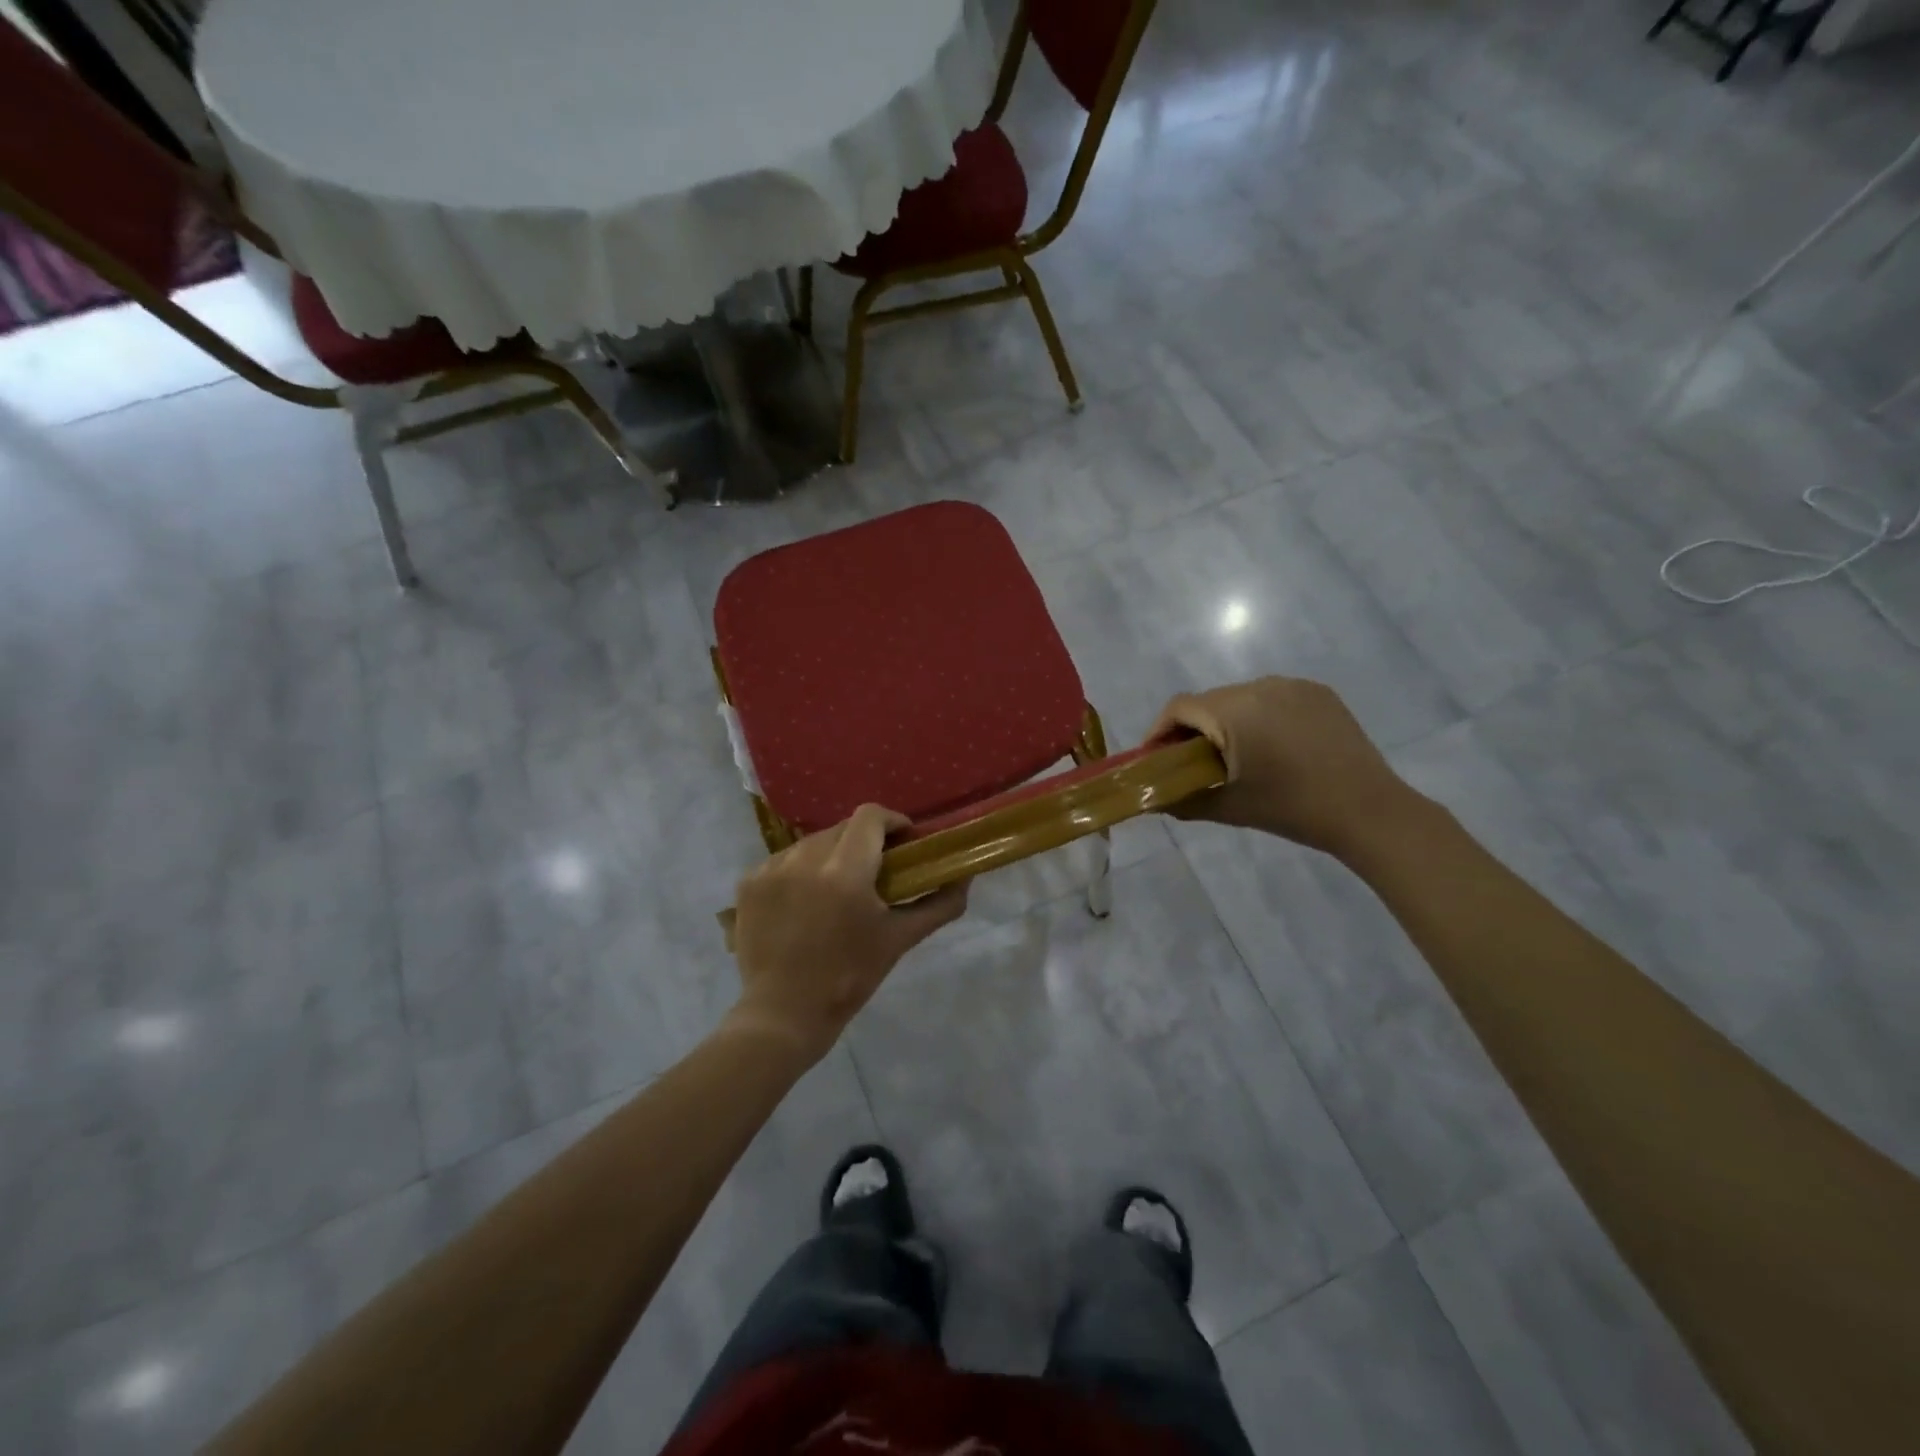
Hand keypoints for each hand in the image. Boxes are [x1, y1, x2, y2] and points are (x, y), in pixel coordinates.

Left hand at [727, 804, 967, 1064]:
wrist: (783, 1015)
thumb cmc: (849, 978)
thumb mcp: (899, 940)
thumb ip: (939, 905)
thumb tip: (965, 879)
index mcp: (845, 871)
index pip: (870, 817)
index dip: (892, 822)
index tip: (903, 843)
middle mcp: (805, 859)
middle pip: (842, 828)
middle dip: (864, 842)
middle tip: (875, 871)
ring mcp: (772, 869)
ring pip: (812, 843)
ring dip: (831, 856)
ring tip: (837, 889)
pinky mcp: (749, 882)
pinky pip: (784, 861)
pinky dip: (800, 872)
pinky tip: (805, 902)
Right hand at [1148, 677, 1428, 856]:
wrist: (1368, 810)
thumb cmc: (1291, 808)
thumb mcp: (1229, 806)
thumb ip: (1182, 800)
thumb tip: (1152, 801)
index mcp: (1233, 710)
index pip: (1179, 707)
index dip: (1160, 731)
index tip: (1156, 759)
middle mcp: (1260, 685)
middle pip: (1209, 701)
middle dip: (1194, 729)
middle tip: (1192, 763)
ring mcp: (1293, 686)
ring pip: (1242, 698)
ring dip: (1228, 722)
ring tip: (1235, 756)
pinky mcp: (1319, 693)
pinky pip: (1273, 698)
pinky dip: (1261, 717)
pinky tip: (1272, 747)